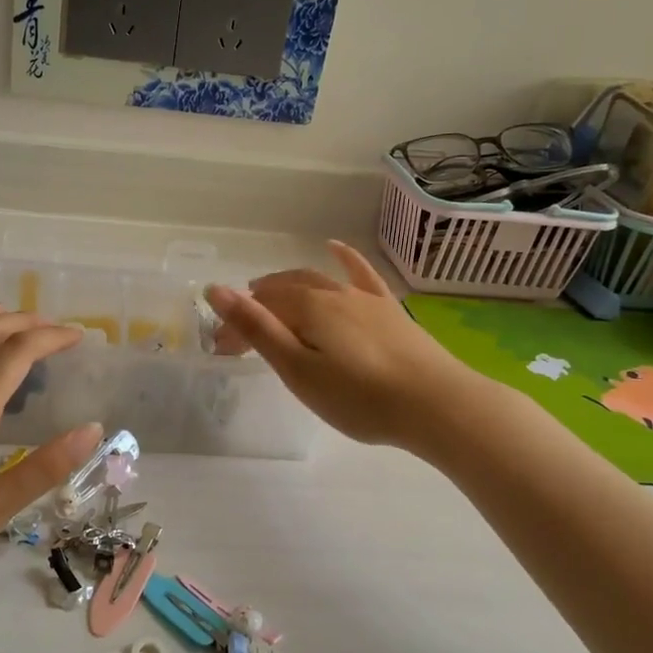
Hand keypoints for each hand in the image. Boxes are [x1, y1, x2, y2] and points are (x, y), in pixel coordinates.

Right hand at [206, 241, 478, 451]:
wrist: (436, 405)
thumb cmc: (359, 397)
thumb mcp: (298, 370)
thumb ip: (258, 329)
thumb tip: (215, 289)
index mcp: (307, 307)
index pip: (259, 307)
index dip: (237, 325)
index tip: (224, 352)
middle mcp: (333, 292)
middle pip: (285, 291)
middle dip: (258, 306)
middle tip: (242, 334)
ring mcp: (364, 297)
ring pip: (316, 280)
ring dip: (287, 285)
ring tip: (268, 292)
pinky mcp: (389, 308)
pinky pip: (361, 274)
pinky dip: (344, 259)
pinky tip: (335, 247)